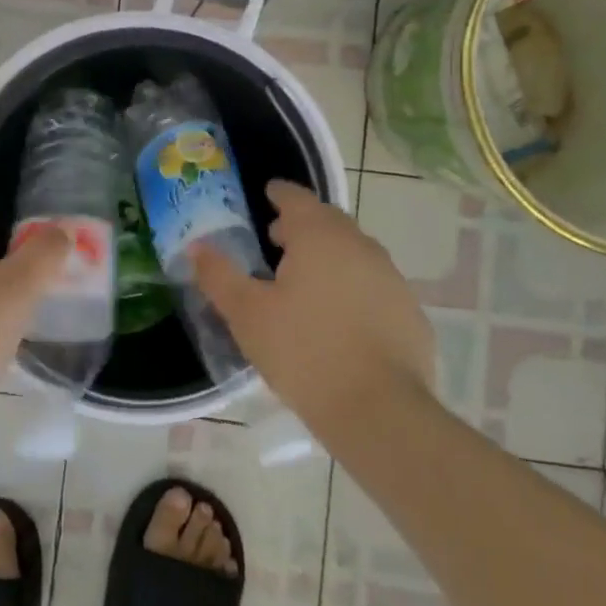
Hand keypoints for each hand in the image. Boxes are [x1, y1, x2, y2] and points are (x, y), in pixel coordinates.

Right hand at [193, 180, 435, 431]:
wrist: (379, 411)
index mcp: (319, 236)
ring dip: (329, 256)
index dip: (279, 193)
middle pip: (328, 221)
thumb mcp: (247, 314)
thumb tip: (197, 247)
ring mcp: (391, 278)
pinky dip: (353, 288)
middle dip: (303, 225)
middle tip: (277, 241)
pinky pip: (373, 285)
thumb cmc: (303, 352)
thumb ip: (219, 275)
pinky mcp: (409, 312)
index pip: (296, 198)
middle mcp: (360, 245)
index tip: (268, 194)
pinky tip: (338, 319)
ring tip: (304, 282)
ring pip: (353, 253)